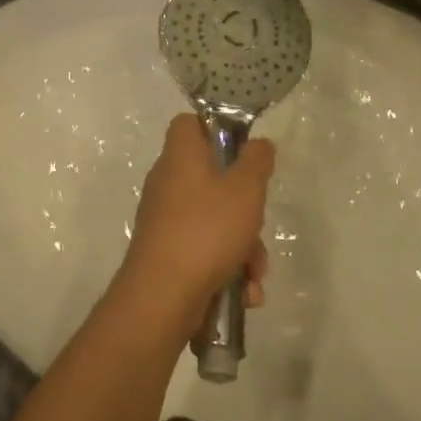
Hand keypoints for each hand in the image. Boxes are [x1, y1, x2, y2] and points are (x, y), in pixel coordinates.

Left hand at [114, 114, 272, 340]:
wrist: (161, 296)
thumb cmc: (206, 230)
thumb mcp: (245, 190)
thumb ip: (257, 161)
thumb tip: (259, 144)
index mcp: (180, 156)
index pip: (189, 123)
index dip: (216, 129)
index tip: (243, 151)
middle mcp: (168, 182)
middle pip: (213, 178)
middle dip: (245, 208)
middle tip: (258, 223)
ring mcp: (165, 219)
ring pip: (215, 220)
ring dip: (243, 247)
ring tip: (254, 274)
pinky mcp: (168, 253)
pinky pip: (205, 250)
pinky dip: (227, 268)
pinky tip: (244, 293)